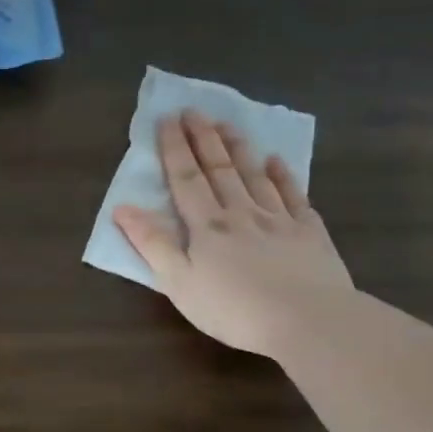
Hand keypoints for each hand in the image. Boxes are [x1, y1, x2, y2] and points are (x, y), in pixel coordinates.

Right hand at [115, 110, 353, 356]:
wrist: (308, 321)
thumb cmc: (233, 309)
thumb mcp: (178, 282)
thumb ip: (152, 244)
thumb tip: (123, 208)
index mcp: (207, 226)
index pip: (186, 179)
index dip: (174, 148)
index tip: (167, 119)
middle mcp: (241, 213)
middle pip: (220, 169)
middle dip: (204, 138)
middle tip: (194, 110)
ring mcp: (279, 220)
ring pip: (255, 176)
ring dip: (239, 148)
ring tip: (228, 124)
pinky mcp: (310, 233)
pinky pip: (294, 196)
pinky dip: (284, 176)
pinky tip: (277, 161)